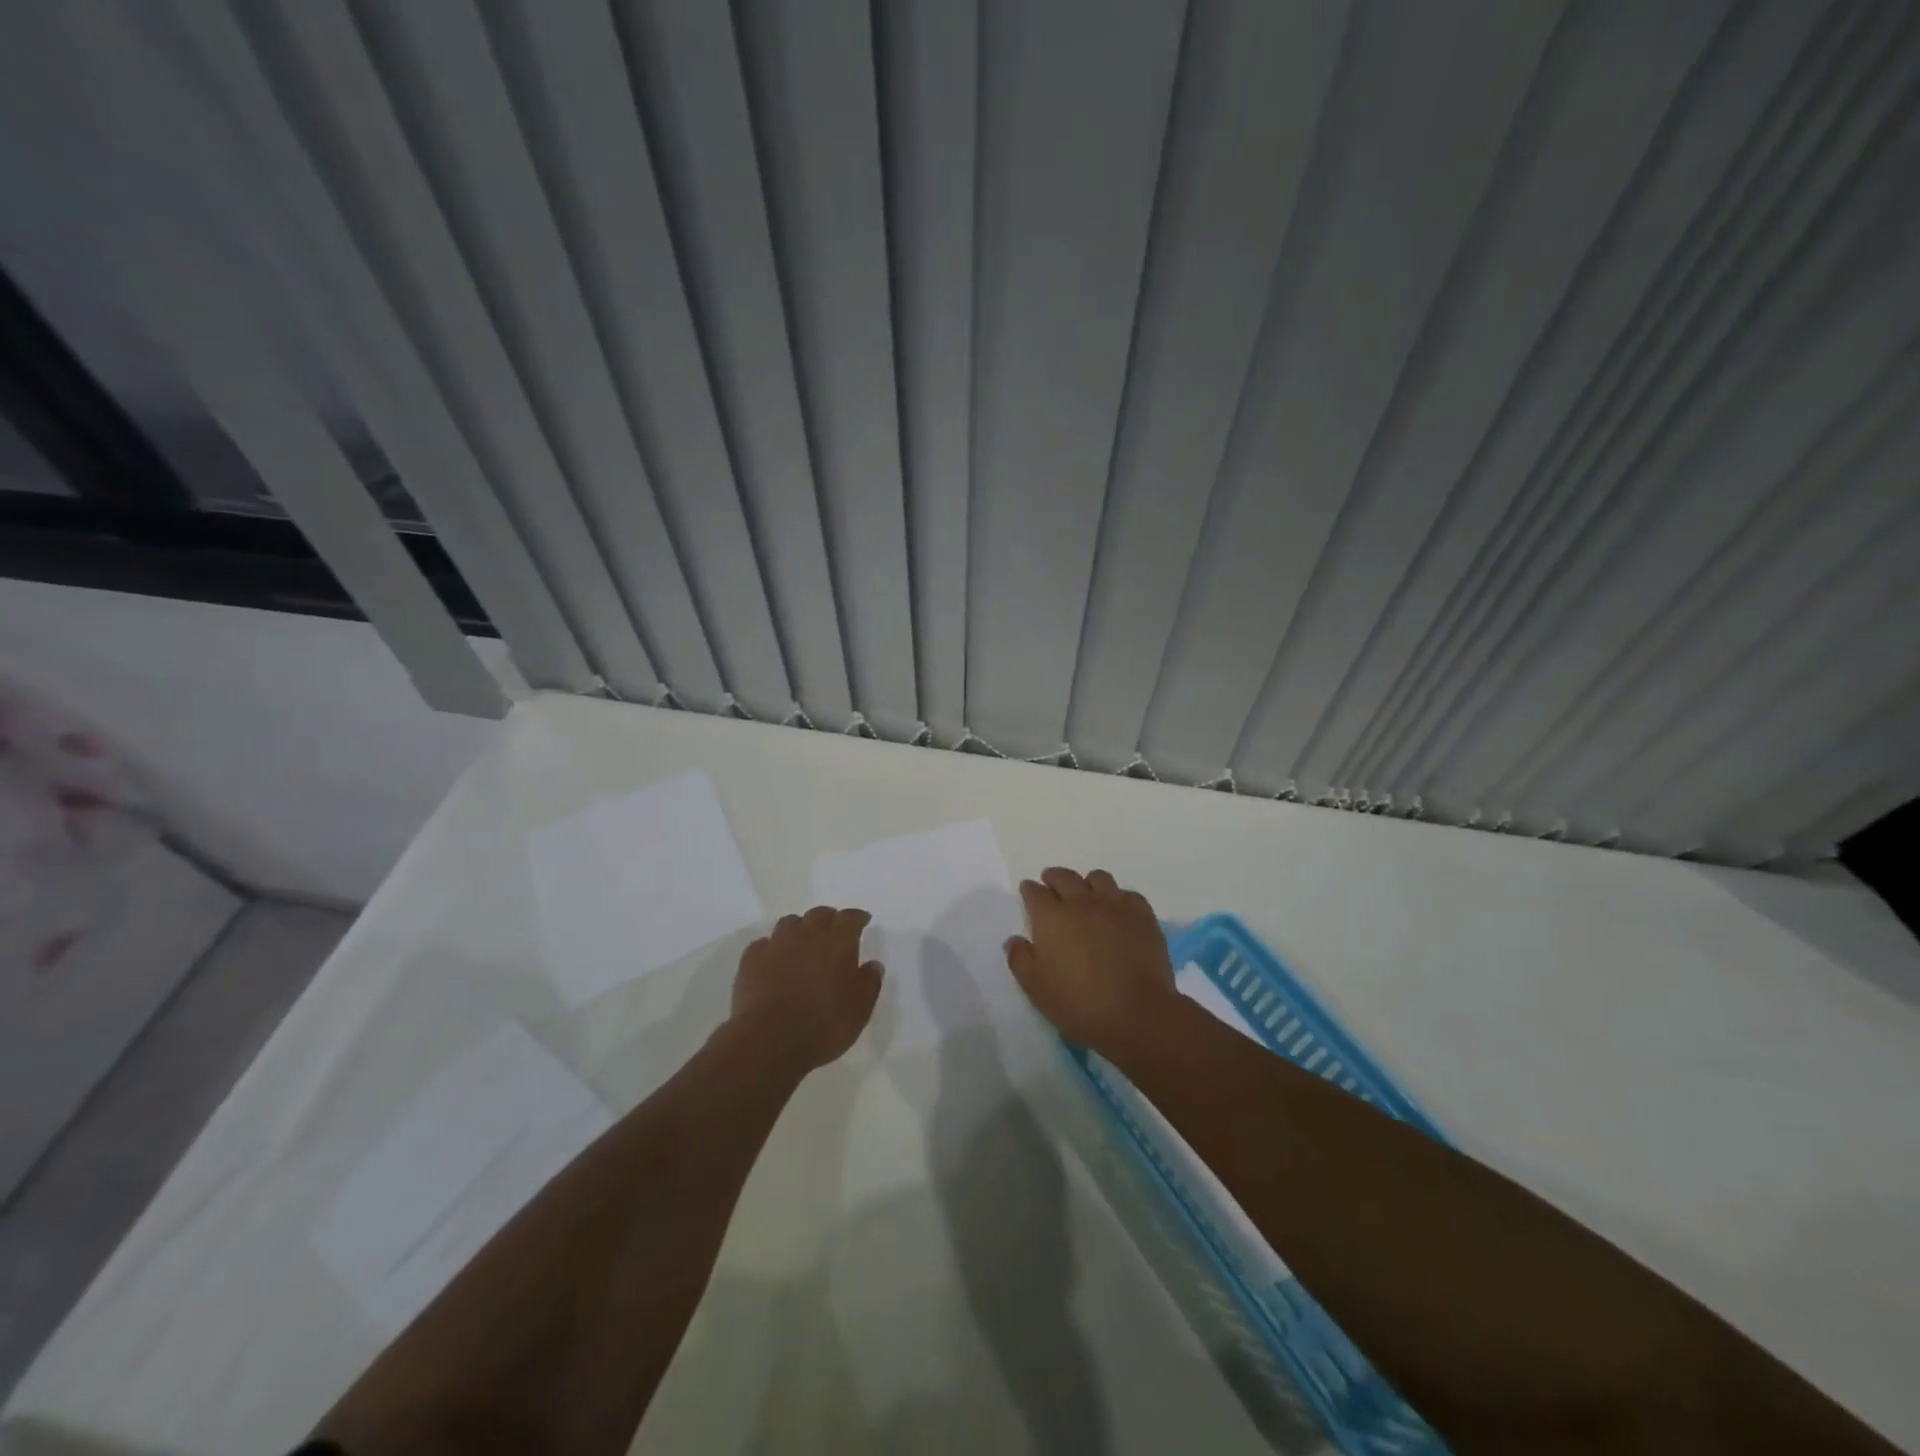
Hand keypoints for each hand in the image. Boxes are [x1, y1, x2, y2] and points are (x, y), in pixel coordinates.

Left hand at [731, 906, 883, 1072]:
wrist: (769, 1041)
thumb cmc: (823, 1026)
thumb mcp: (860, 1010)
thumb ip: (869, 983)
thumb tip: (873, 965)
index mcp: (837, 944)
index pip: (850, 918)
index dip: (857, 917)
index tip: (863, 920)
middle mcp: (807, 936)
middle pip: (818, 914)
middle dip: (829, 918)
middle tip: (833, 929)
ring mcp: (776, 946)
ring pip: (789, 923)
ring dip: (799, 928)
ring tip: (802, 942)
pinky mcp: (751, 961)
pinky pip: (763, 944)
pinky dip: (771, 947)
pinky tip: (773, 960)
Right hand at [1004, 868, 1177, 1055]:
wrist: (1136, 1013)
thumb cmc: (1079, 1003)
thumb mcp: (1036, 988)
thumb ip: (1020, 959)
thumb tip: (1015, 940)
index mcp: (1051, 917)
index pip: (1034, 892)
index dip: (1029, 890)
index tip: (1028, 892)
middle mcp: (1081, 902)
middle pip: (1064, 876)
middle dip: (1054, 878)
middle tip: (1051, 885)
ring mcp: (1115, 905)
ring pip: (1098, 878)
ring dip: (1087, 884)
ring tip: (1086, 897)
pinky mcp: (1143, 916)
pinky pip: (1128, 895)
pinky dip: (1118, 899)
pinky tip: (1118, 913)